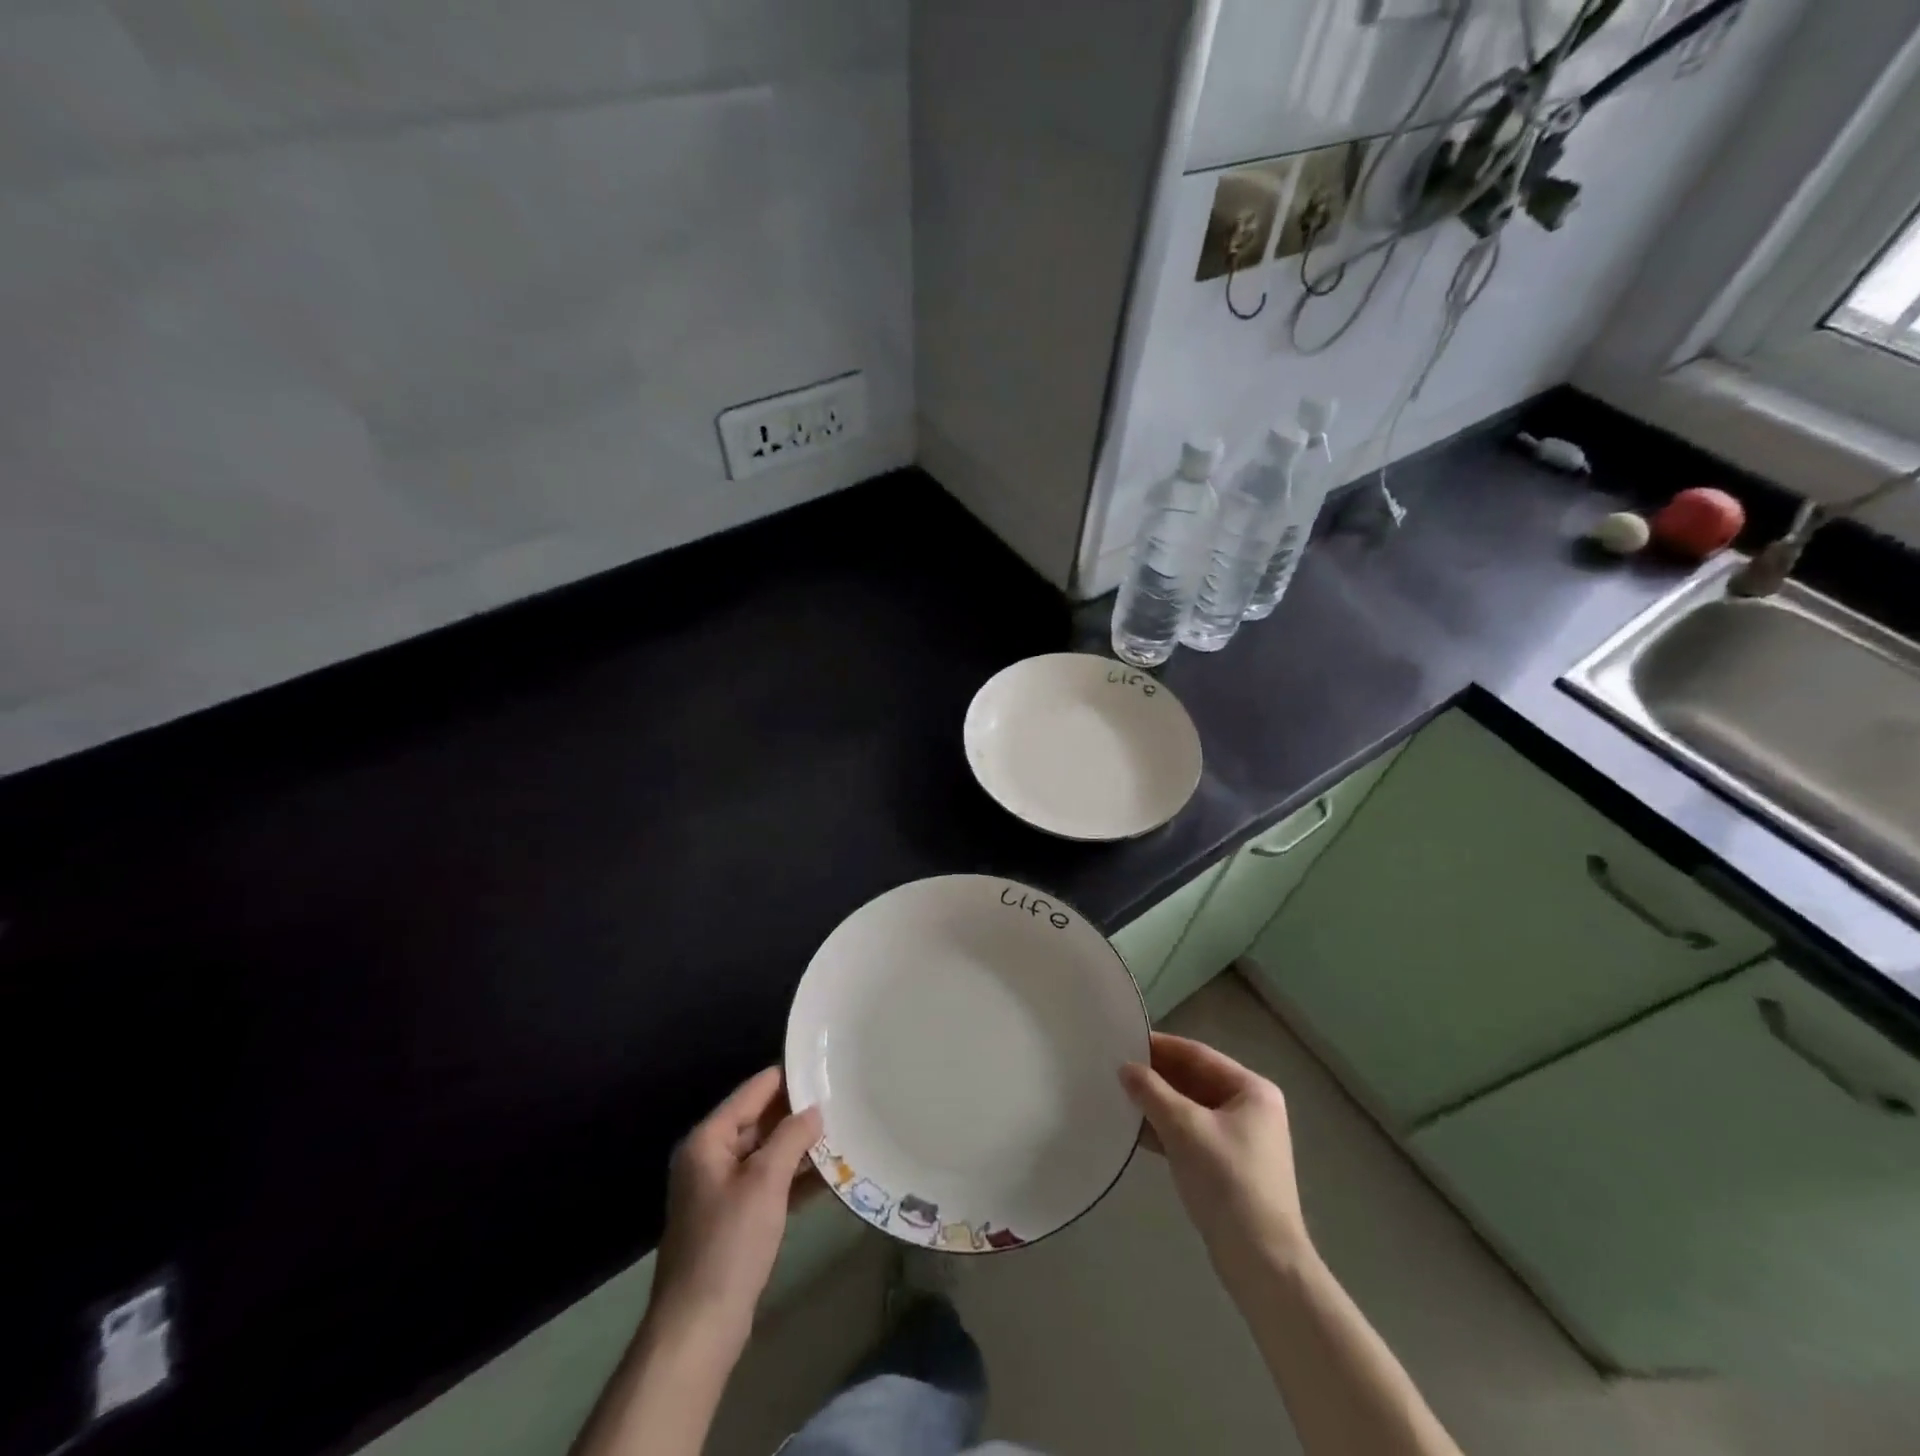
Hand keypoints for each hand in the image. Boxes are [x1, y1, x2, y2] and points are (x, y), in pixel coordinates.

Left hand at [649, 1067, 822, 1342]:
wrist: (698, 1329)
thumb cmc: (729, 1245)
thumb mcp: (765, 1183)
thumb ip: (791, 1137)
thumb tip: (814, 1110)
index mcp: (708, 1140)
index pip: (754, 1091)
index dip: (788, 1077)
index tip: (826, 1066)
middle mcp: (711, 1158)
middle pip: (760, 1120)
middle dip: (799, 1114)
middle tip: (842, 1100)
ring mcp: (721, 1190)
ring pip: (767, 1153)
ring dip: (801, 1147)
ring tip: (844, 1132)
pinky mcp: (734, 1219)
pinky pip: (768, 1184)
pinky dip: (795, 1179)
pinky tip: (831, 1177)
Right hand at [1121, 1033, 1311, 1282]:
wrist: (1262, 1262)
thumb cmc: (1227, 1181)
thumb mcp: (1184, 1129)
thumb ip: (1152, 1092)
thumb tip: (1125, 1068)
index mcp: (1252, 1090)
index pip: (1198, 1055)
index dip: (1160, 1047)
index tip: (1124, 1041)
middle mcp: (1251, 1109)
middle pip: (1195, 1080)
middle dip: (1156, 1077)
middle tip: (1115, 1069)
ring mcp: (1241, 1140)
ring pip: (1190, 1109)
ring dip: (1157, 1104)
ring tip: (1118, 1097)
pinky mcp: (1228, 1167)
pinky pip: (1192, 1134)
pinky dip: (1166, 1130)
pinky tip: (1135, 1132)